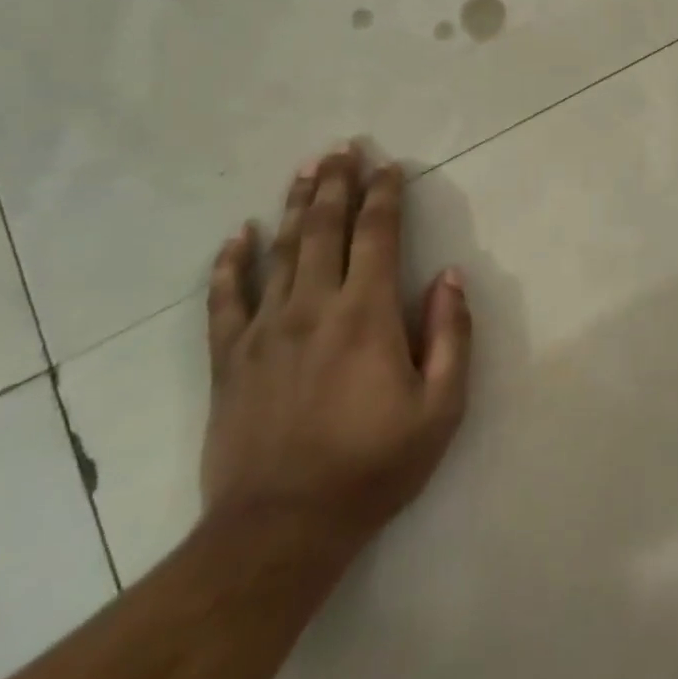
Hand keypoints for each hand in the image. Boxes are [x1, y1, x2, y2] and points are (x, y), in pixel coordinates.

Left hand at [200, 146, 471, 557]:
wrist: (280, 531)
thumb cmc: (371, 468)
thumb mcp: (439, 410)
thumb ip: (451, 337)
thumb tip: (451, 277)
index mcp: (366, 315)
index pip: (378, 235)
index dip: (385, 195)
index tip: (390, 166)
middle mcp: (313, 306)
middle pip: (325, 228)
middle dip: (336, 183)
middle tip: (341, 147)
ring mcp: (265, 330)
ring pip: (281, 250)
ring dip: (295, 205)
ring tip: (305, 169)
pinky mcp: (229, 359)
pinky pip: (225, 299)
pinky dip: (230, 263)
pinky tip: (237, 235)